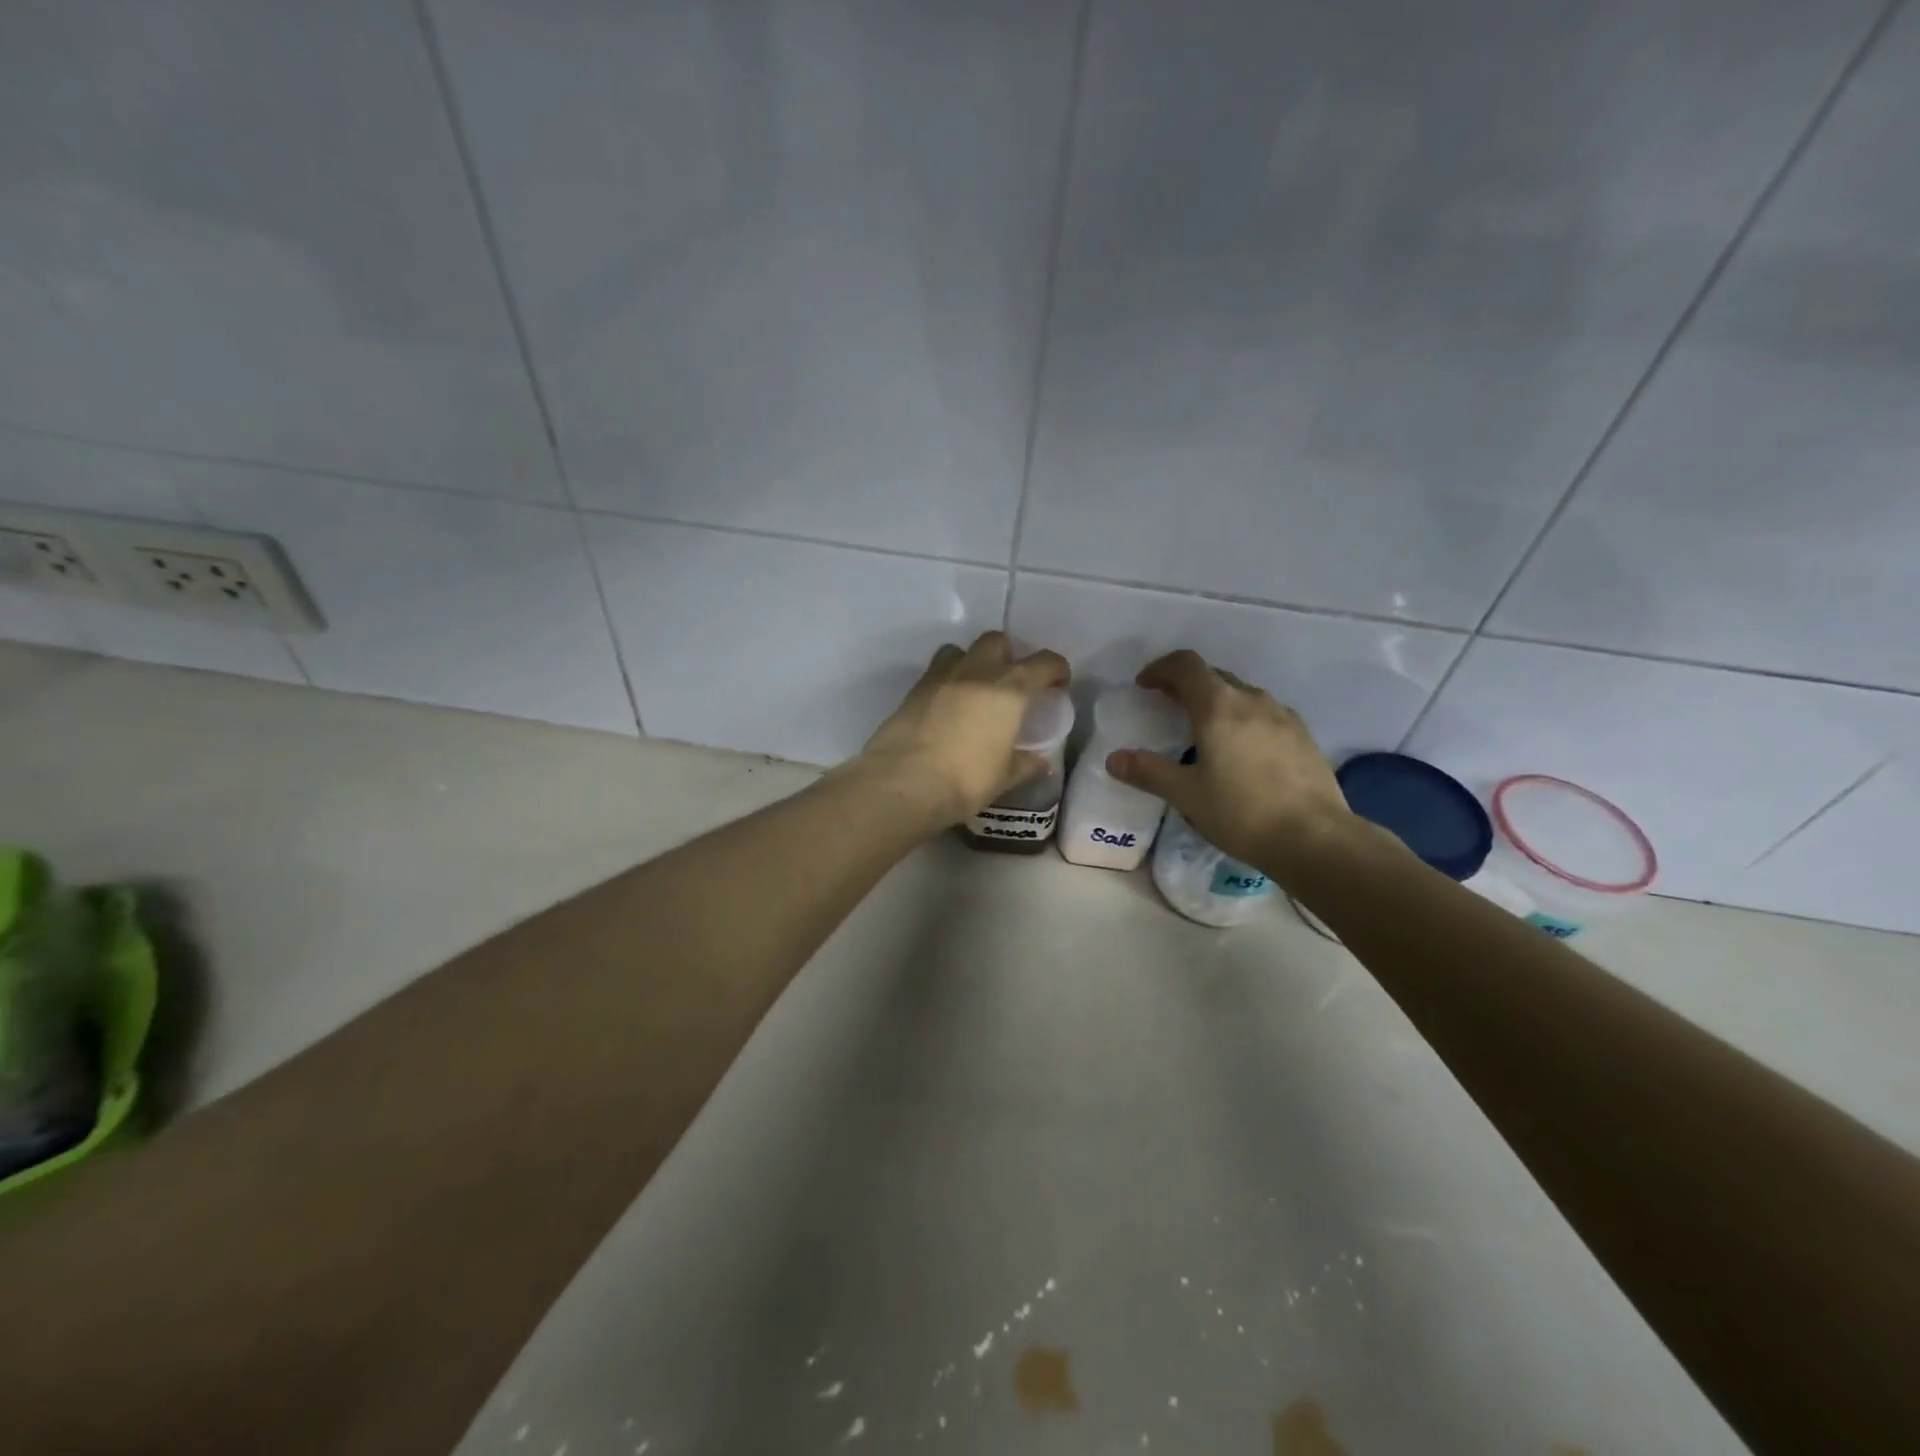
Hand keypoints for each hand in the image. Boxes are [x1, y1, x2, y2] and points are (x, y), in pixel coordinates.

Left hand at [858, 631, 1071, 827]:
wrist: (903, 783)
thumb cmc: (965, 780)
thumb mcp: (1004, 777)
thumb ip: (1026, 765)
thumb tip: (1040, 762)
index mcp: (1008, 690)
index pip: (1043, 663)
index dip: (1056, 669)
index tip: (1058, 683)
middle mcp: (976, 672)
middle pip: (997, 641)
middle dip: (1009, 655)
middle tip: (1011, 682)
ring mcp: (940, 677)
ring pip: (961, 650)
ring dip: (973, 661)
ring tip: (975, 688)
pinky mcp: (913, 689)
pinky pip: (936, 671)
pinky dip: (948, 680)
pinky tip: (948, 706)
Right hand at [1105, 649, 1352, 871]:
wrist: (1315, 838)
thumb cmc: (1242, 812)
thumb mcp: (1187, 794)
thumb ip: (1149, 772)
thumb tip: (1114, 759)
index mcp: (1219, 706)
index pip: (1185, 665)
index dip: (1160, 669)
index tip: (1144, 686)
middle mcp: (1252, 700)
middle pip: (1214, 676)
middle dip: (1186, 685)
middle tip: (1167, 708)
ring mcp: (1283, 716)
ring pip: (1242, 694)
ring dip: (1218, 701)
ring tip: (1204, 731)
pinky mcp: (1304, 736)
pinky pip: (1265, 714)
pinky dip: (1244, 719)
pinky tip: (1242, 752)